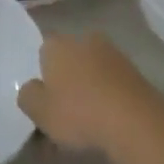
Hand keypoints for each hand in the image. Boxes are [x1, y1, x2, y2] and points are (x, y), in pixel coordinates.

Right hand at [17, 31, 158, 154]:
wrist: (136, 122)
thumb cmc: (79, 112)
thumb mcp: (39, 111)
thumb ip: (28, 96)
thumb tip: (32, 88)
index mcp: (57, 44)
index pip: (43, 51)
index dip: (41, 74)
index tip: (43, 98)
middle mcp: (84, 40)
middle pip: (69, 59)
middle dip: (65, 80)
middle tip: (63, 111)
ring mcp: (113, 54)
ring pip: (91, 72)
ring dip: (88, 90)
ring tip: (86, 124)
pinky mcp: (135, 72)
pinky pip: (111, 84)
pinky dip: (107, 98)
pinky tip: (106, 122)